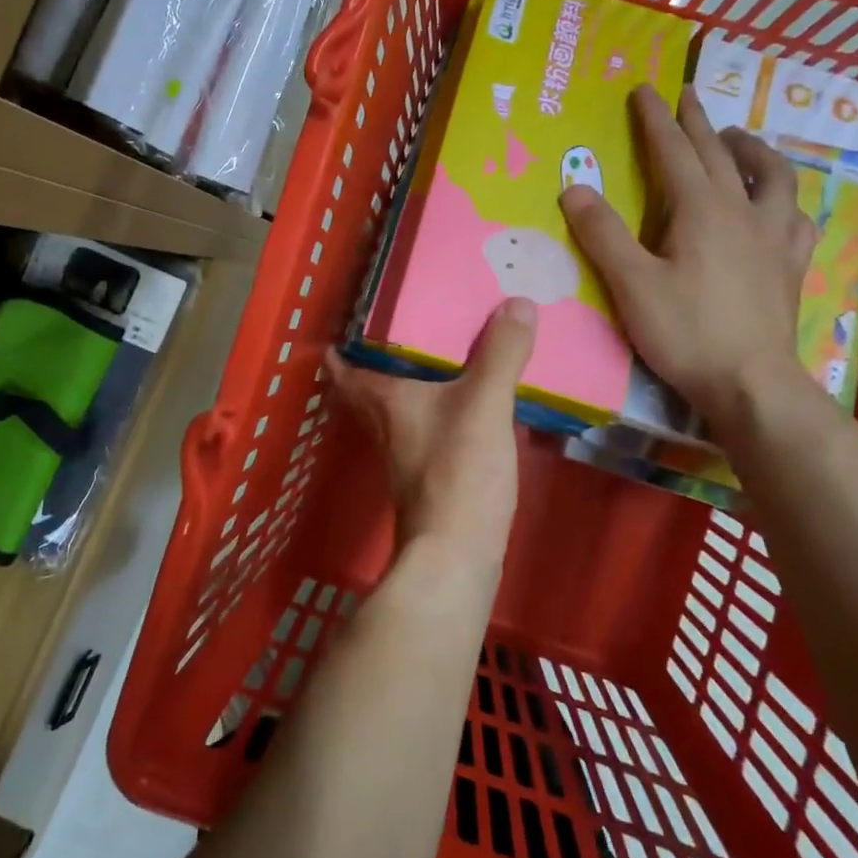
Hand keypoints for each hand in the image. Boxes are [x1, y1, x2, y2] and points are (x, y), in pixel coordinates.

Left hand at [325, 298, 535, 559]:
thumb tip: (518, 302)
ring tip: (442, 351)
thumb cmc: (457, 472)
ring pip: (398, 406)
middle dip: (381, 356)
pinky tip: (469, 400)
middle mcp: (383, 423)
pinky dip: (439, 407)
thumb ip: (500, 353)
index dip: (339, 343)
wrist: (457, 555)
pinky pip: (428, 425)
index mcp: (382, 399)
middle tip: (406, 323)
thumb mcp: (484, 404)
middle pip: (369, 383)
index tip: (351, 316)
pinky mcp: (428, 473)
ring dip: (412, 381)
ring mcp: (404, 452)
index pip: (341, 366)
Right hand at [559, 85, 814, 425]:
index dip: (656, 119)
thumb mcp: (631, 284)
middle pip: (720, 154)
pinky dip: (785, 200)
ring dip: (753, 149)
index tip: (645, 89)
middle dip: (698, 121)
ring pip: (772, 176)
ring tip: (739, 139)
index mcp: (700, 210)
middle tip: (687, 95)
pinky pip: (796, 218)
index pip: (674, 151)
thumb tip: (574, 188)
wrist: (751, 382)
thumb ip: (603, 234)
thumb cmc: (685, 332)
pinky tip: (780, 205)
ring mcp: (773, 237)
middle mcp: (742, 211)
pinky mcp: (790, 265)